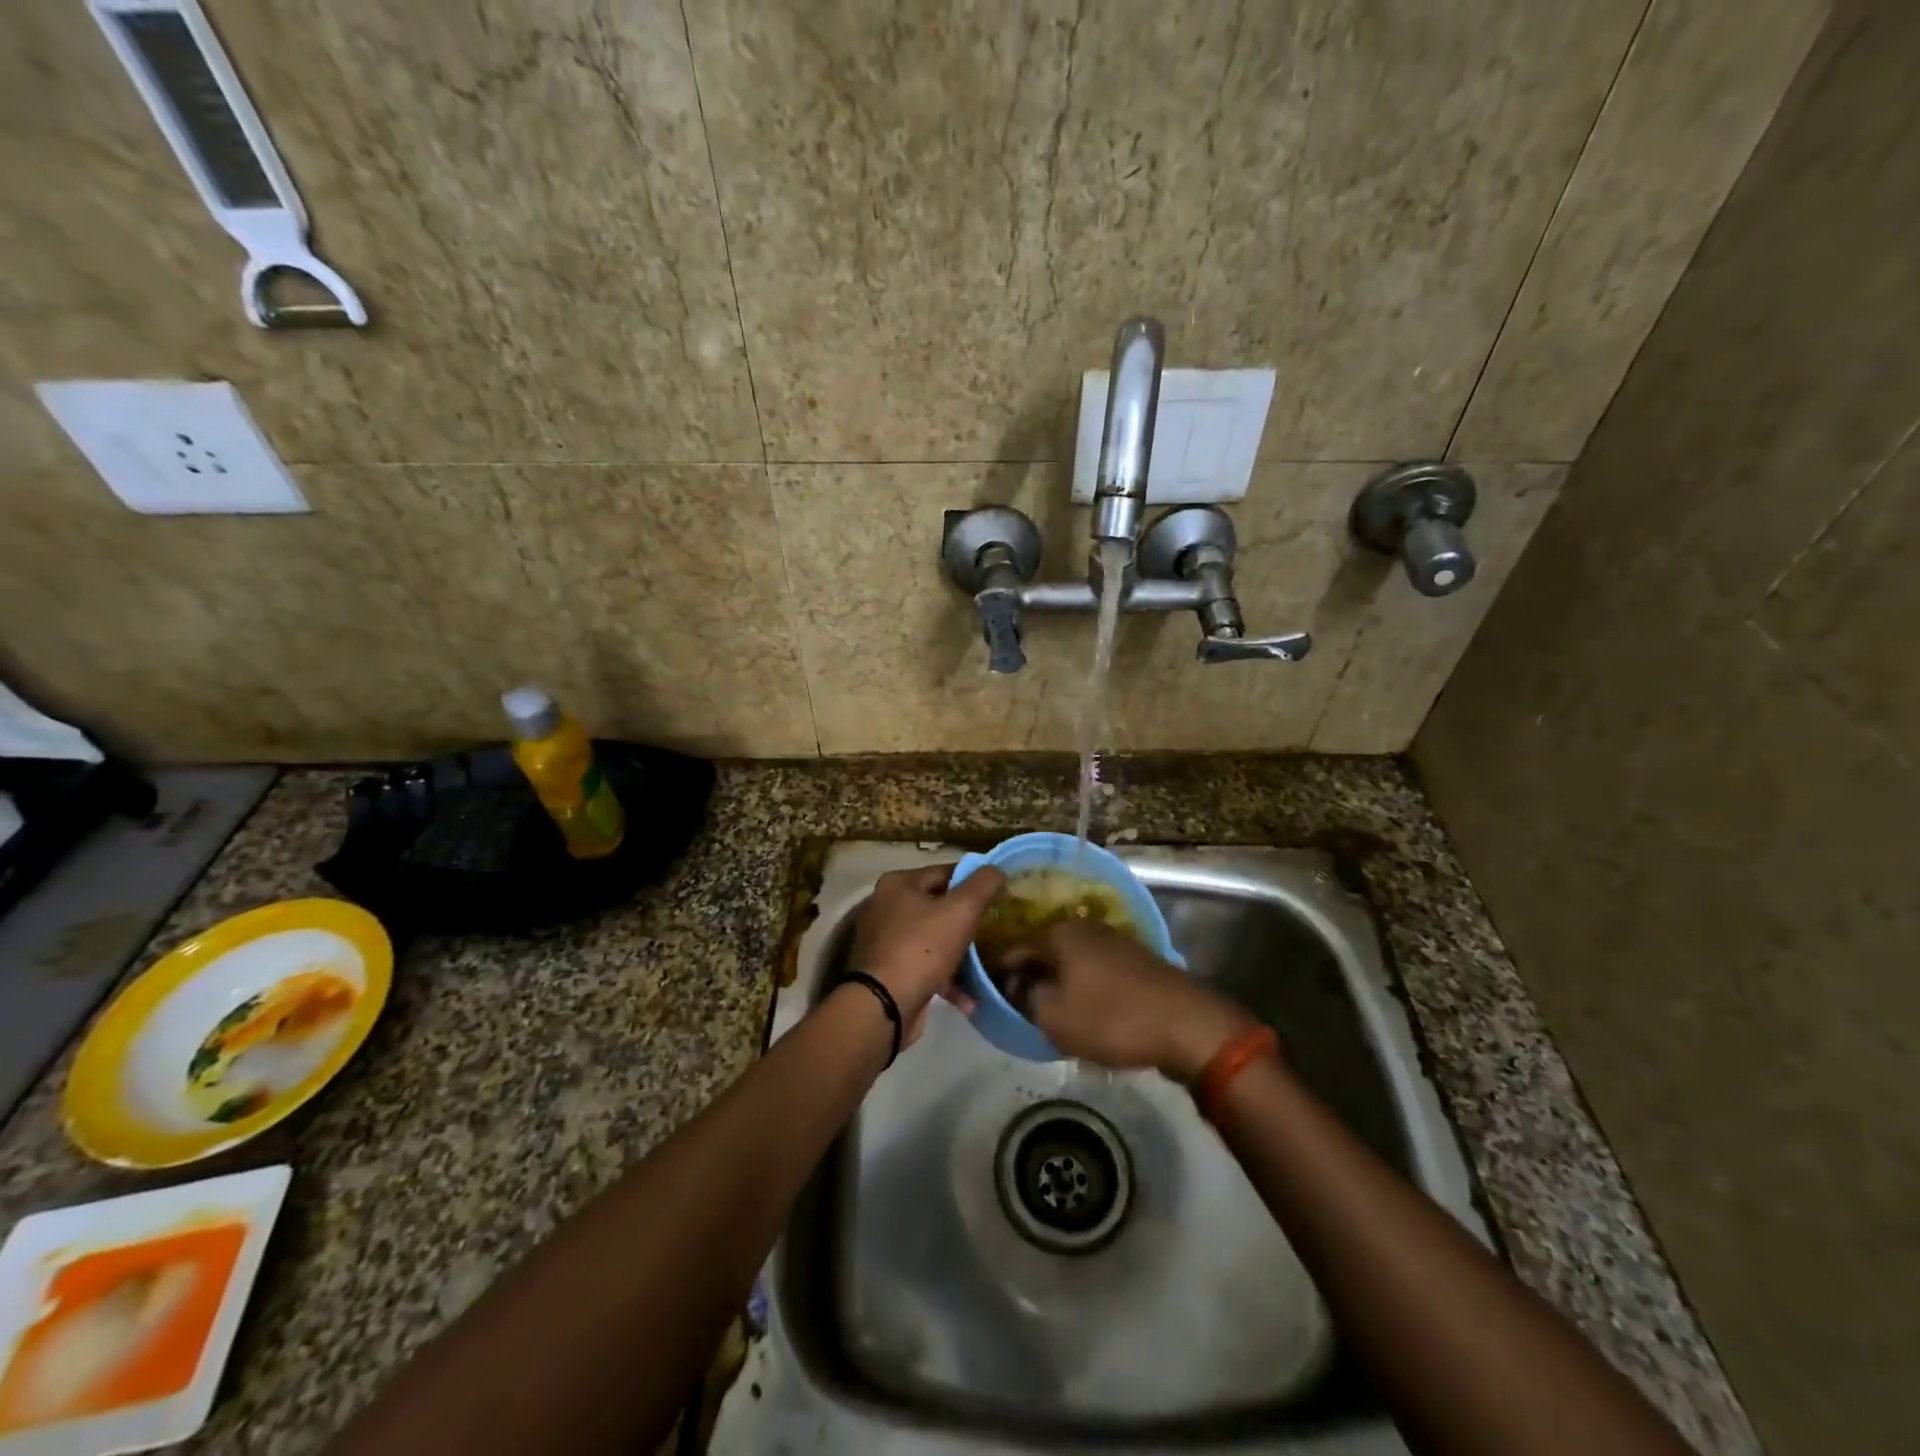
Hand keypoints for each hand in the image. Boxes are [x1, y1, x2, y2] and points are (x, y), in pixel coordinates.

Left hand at [849, 864, 1006, 1045]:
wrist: (883, 1007)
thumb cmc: (921, 949)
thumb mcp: (961, 910)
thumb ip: (983, 885)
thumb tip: (996, 870)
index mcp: (899, 884)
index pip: (945, 872)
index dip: (974, 882)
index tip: (999, 896)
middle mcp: (886, 907)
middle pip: (938, 906)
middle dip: (967, 921)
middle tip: (995, 930)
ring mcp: (885, 941)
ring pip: (933, 939)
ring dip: (960, 955)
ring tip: (986, 966)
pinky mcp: (887, 972)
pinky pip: (925, 967)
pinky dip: (946, 979)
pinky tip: (968, 999)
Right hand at [1004, 923, 1255, 1079]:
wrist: (1187, 1025)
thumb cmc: (1112, 1018)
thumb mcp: (1054, 1016)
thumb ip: (1024, 997)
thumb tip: (1015, 985)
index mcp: (1059, 933)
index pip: (1014, 950)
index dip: (998, 975)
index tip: (990, 998)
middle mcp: (1084, 927)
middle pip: (1044, 953)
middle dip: (1030, 979)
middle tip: (1020, 1010)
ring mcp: (1113, 940)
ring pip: (1070, 962)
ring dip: (1058, 984)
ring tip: (1050, 1014)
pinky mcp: (1135, 960)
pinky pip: (1095, 972)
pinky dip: (1084, 988)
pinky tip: (1084, 1011)